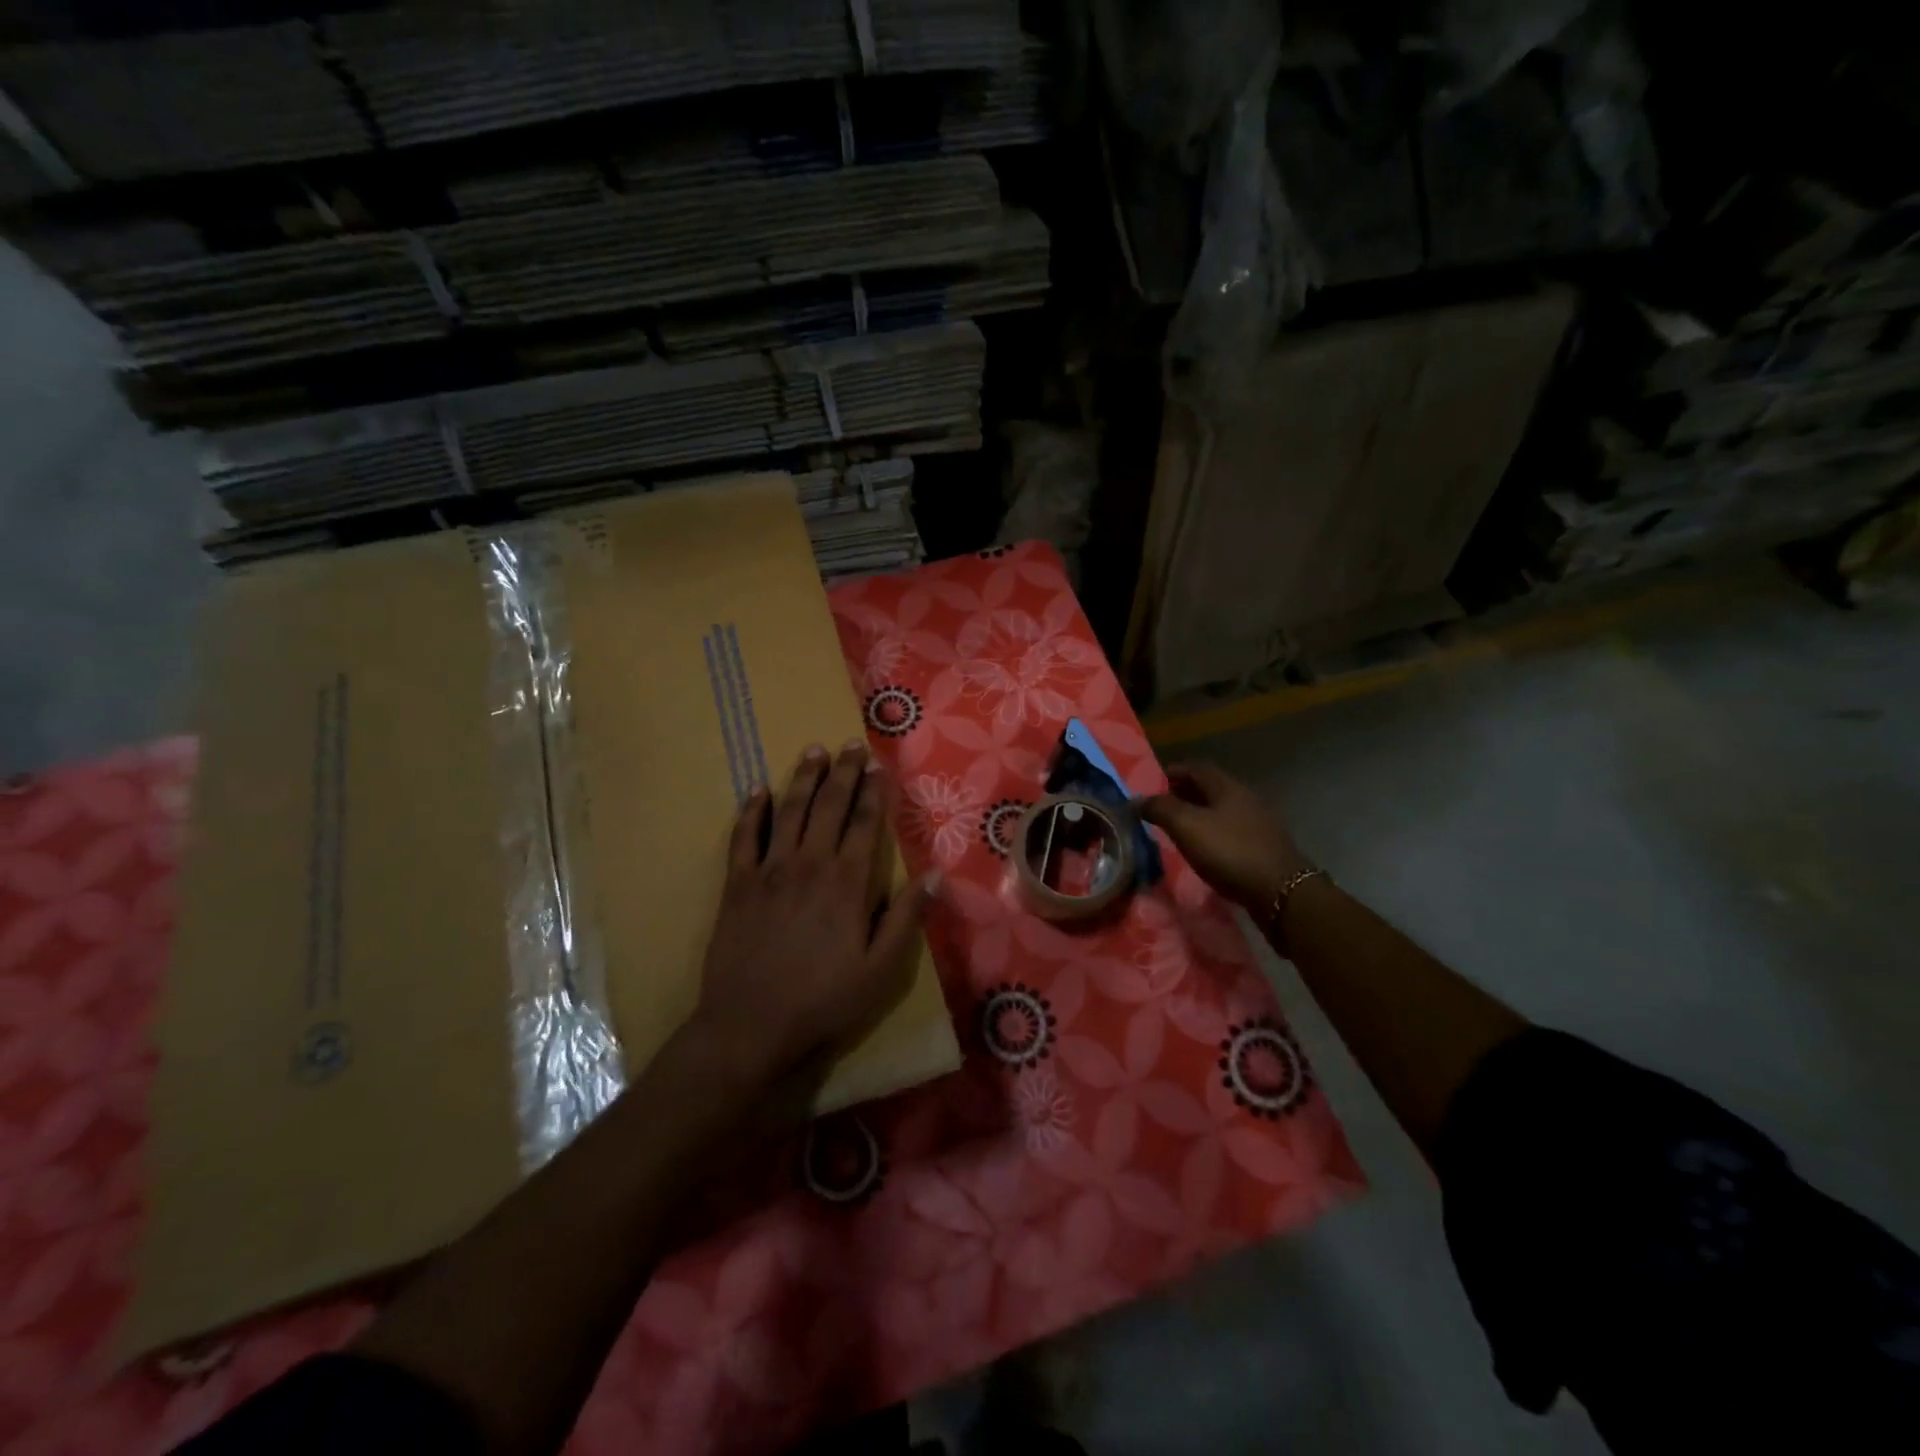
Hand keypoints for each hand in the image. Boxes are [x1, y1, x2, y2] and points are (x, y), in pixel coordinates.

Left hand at [686, 740, 934, 1096]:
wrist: (750, 1024)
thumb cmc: (823, 999)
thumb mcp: (880, 970)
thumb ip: (905, 919)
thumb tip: (933, 876)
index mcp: (847, 882)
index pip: (864, 823)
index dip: (874, 791)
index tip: (879, 765)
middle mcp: (809, 864)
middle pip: (828, 806)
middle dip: (843, 773)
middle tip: (850, 745)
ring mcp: (769, 870)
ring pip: (788, 811)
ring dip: (802, 778)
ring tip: (813, 750)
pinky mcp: (737, 884)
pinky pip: (743, 837)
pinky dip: (751, 811)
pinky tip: (757, 790)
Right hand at [1141, 762, 1307, 909]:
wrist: (1281, 891)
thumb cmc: (1230, 852)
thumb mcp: (1187, 827)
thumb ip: (1160, 809)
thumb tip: (1137, 799)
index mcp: (1227, 787)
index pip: (1196, 768)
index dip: (1173, 772)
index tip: (1153, 784)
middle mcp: (1245, 799)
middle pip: (1209, 789)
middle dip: (1183, 794)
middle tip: (1160, 808)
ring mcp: (1258, 823)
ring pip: (1221, 811)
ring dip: (1198, 815)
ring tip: (1177, 829)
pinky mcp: (1264, 847)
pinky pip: (1231, 831)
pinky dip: (1212, 833)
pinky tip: (1203, 849)